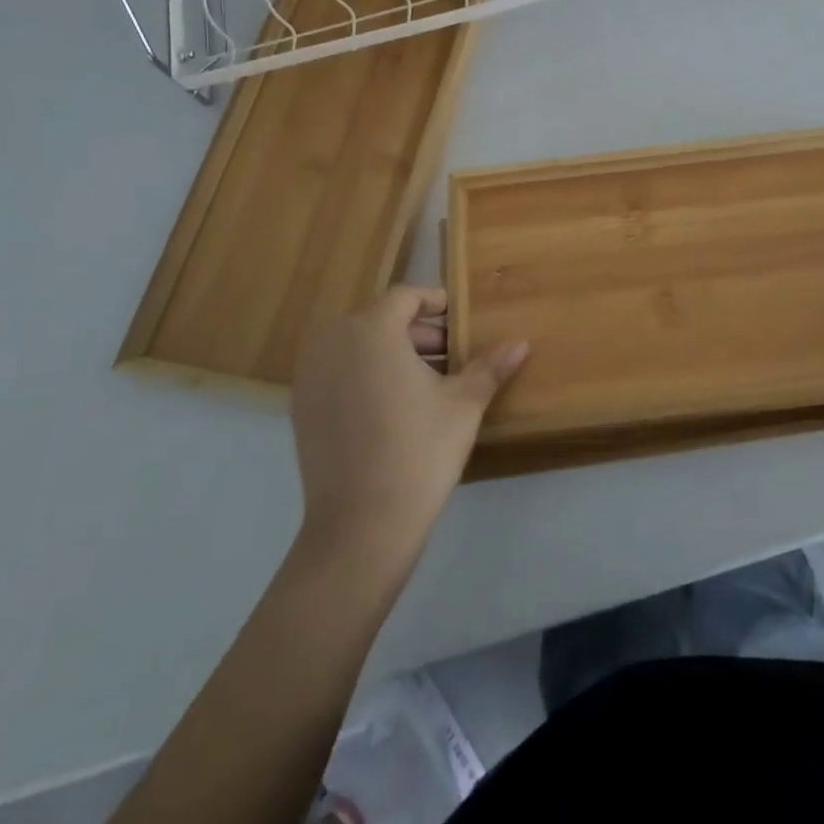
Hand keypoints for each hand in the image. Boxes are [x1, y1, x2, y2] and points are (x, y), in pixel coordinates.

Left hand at [289, 287, 527, 570]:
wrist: (361, 527)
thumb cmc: (419, 451)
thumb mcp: (463, 404)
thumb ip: (490, 366)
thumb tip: (521, 343)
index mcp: (371, 330)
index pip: (405, 297)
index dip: (436, 303)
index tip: (460, 320)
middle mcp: (333, 342)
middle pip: (381, 320)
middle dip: (419, 333)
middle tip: (453, 356)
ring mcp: (311, 376)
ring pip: (359, 346)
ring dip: (394, 353)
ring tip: (429, 382)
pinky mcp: (301, 408)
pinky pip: (340, 372)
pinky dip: (367, 375)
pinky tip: (395, 407)